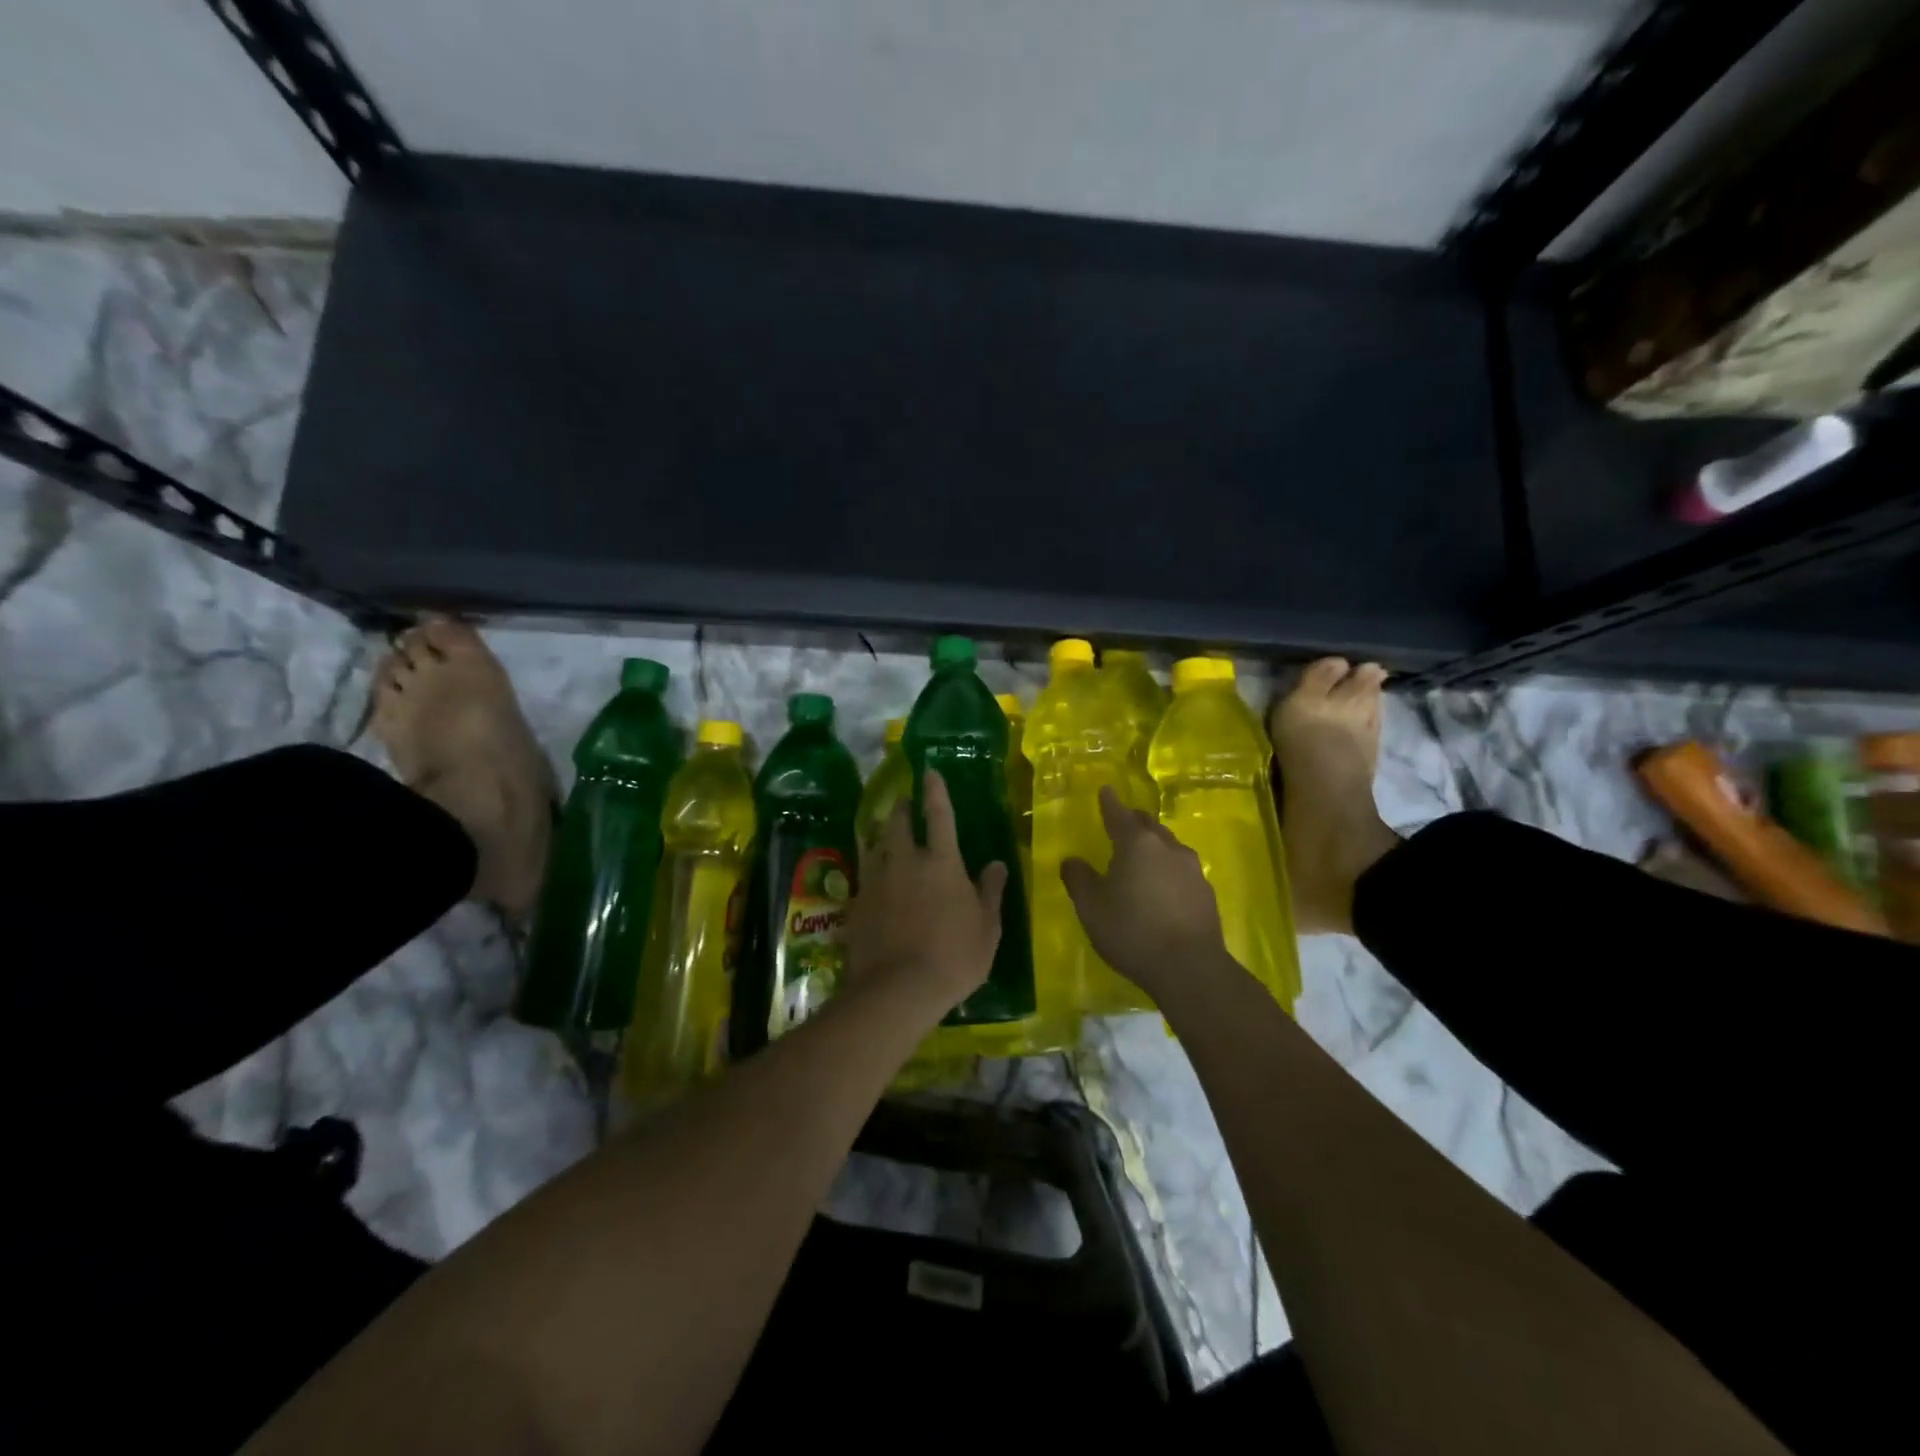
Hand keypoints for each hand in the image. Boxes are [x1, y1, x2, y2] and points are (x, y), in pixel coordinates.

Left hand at [846, 770, 1007, 1022]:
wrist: (896, 990)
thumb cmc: (954, 957)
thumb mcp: (986, 928)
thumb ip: (990, 892)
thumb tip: (997, 863)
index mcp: (941, 862)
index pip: (939, 814)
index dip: (935, 791)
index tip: (929, 771)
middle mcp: (905, 861)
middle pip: (898, 823)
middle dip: (901, 808)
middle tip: (903, 803)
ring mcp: (876, 881)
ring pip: (874, 845)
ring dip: (880, 834)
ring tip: (883, 833)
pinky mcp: (856, 904)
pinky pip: (863, 876)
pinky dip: (870, 870)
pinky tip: (872, 879)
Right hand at [1061, 787, 1232, 1004]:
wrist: (1190, 968)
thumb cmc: (1132, 931)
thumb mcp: (1091, 907)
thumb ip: (1079, 879)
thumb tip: (1071, 860)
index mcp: (1137, 844)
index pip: (1119, 814)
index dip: (1109, 803)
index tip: (1106, 790)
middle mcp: (1167, 848)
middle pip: (1148, 825)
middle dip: (1134, 821)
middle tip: (1122, 821)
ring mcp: (1192, 869)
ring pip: (1168, 846)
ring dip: (1154, 846)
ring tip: (1142, 857)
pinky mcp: (1206, 892)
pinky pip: (1181, 870)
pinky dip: (1167, 871)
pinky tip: (1162, 888)